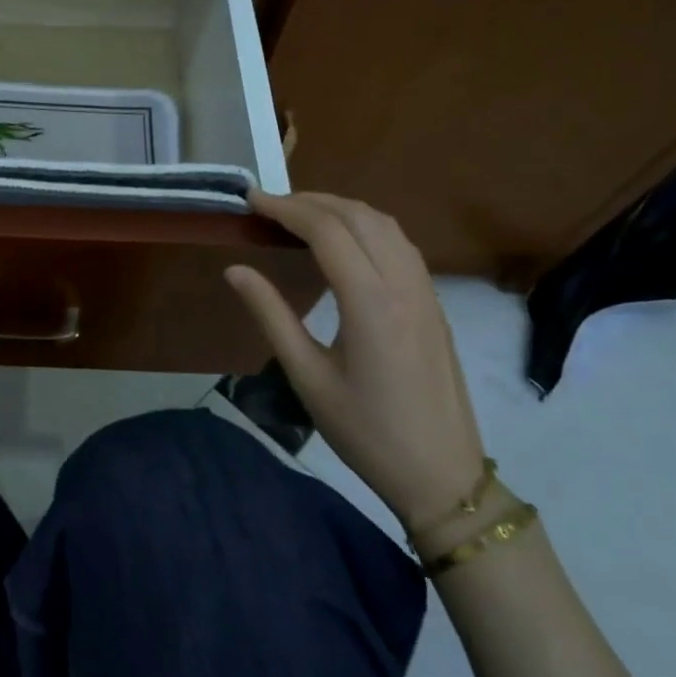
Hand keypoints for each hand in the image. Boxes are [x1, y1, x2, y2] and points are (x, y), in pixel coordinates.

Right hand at [225, 191, 485, 529]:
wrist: (441, 475)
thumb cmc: (365, 431)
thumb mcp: (307, 376)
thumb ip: (271, 315)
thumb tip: (234, 270)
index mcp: (370, 303)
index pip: (327, 231)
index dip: (286, 208)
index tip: (251, 201)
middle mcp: (404, 286)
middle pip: (359, 217)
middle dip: (311, 201)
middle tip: (269, 206)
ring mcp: (426, 293)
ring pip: (386, 225)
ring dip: (342, 208)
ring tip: (301, 214)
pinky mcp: (434, 304)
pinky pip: (401, 244)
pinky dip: (367, 226)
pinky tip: (344, 241)